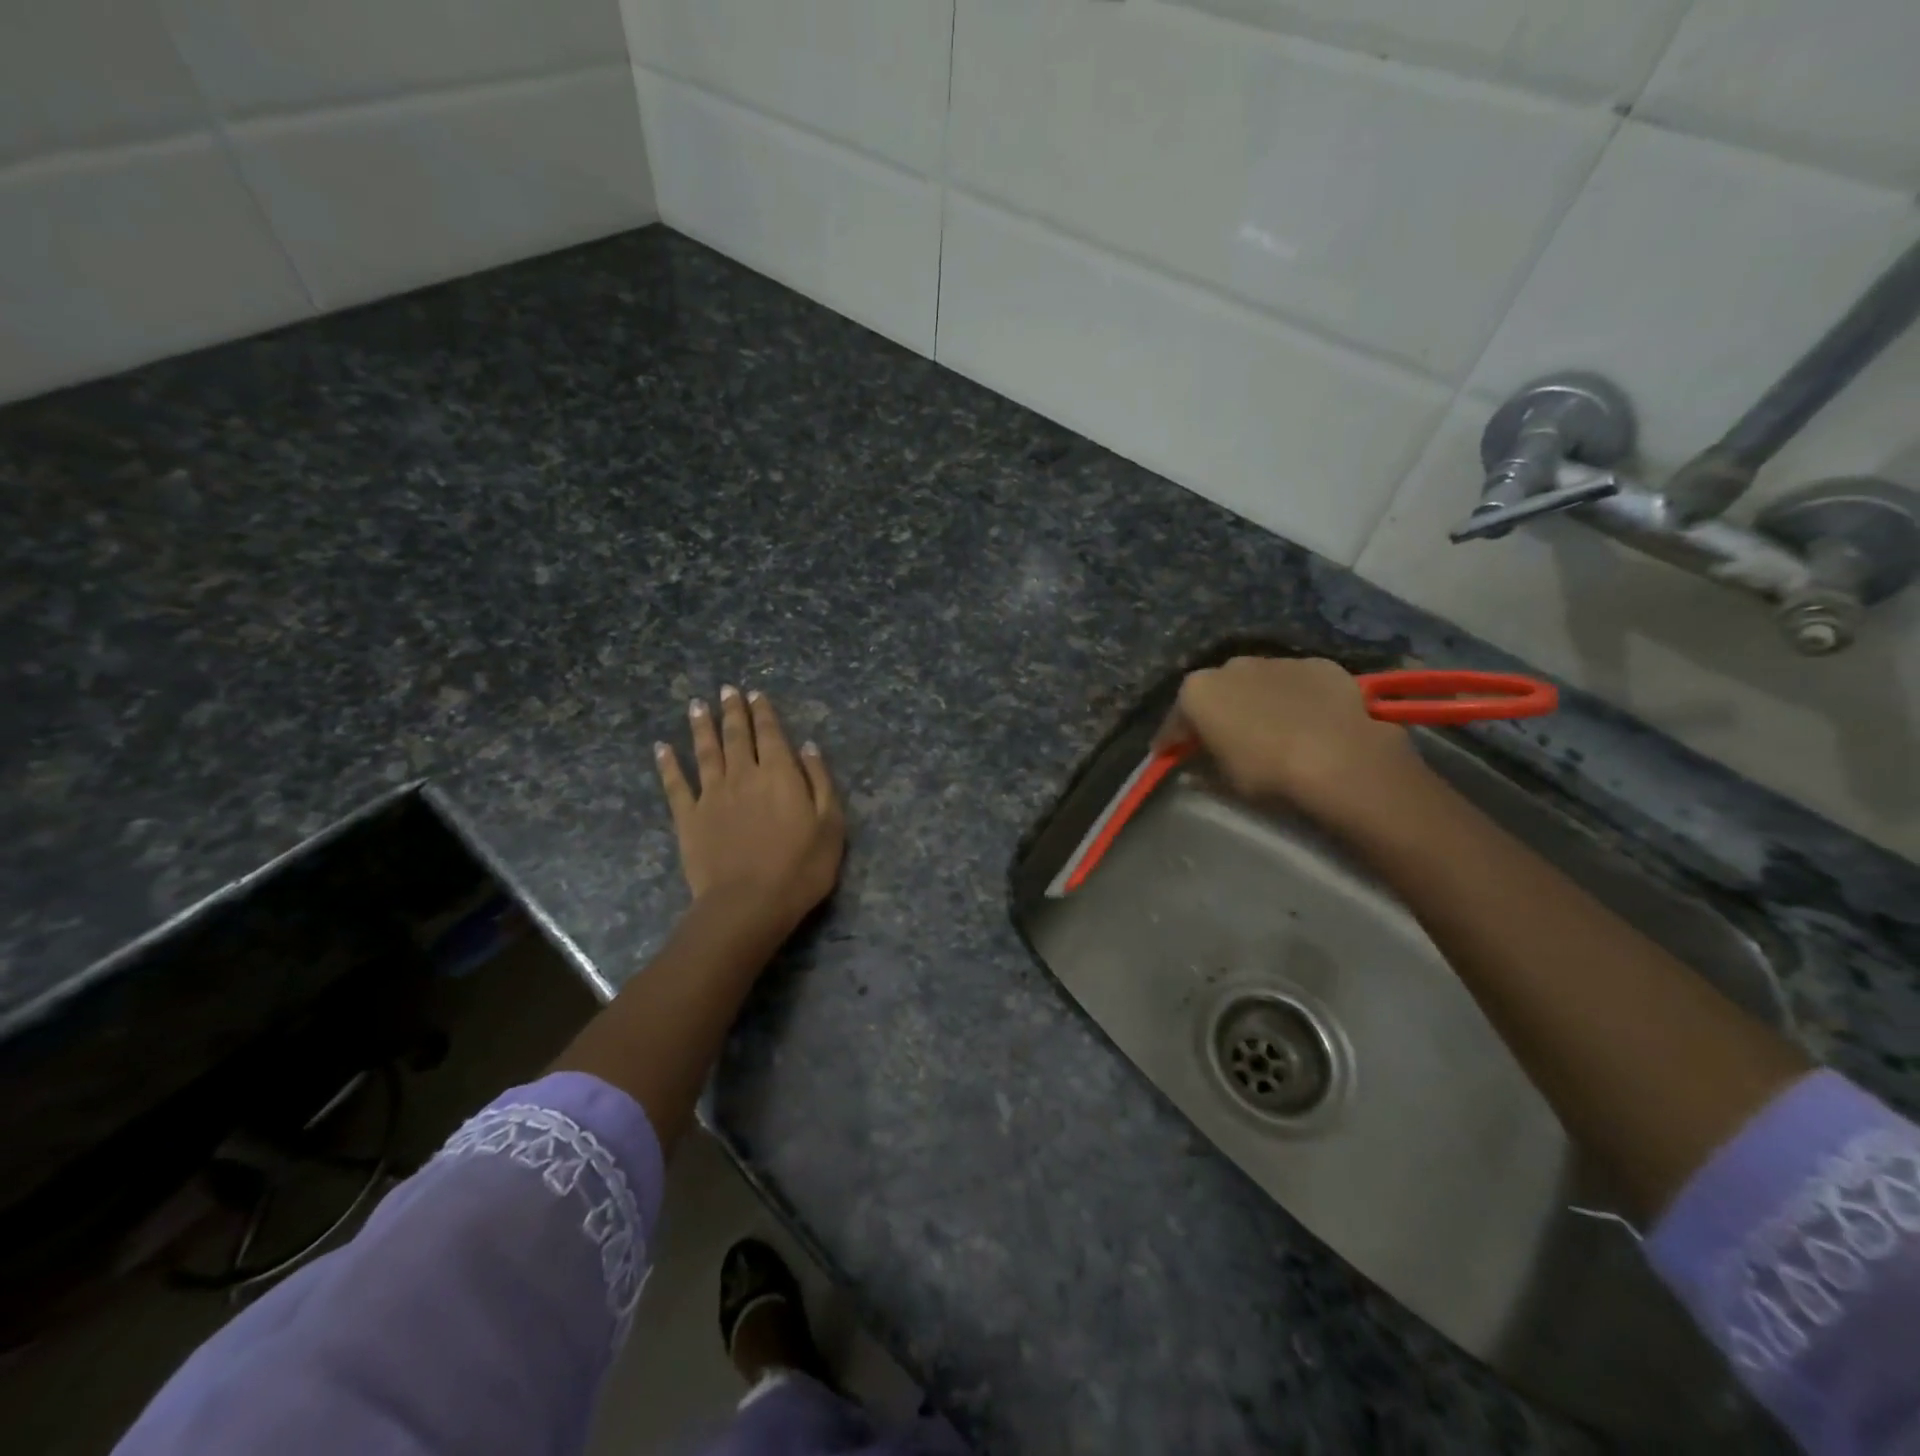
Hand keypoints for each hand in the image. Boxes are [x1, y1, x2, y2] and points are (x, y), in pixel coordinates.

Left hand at [655, 686, 845, 935]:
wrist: (748, 903)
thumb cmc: (800, 867)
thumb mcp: (830, 824)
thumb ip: (820, 781)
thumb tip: (807, 746)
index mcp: (779, 773)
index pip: (770, 733)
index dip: (763, 712)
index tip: (755, 694)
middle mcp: (743, 774)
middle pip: (736, 735)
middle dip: (732, 710)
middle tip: (726, 690)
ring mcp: (711, 795)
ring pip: (705, 751)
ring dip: (701, 727)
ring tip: (697, 706)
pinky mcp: (688, 817)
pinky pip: (675, 784)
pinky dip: (668, 764)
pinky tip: (662, 749)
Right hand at [1158, 656, 1423, 821]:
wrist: (1339, 758)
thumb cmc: (1266, 772)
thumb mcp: (1224, 781)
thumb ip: (1204, 769)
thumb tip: (1194, 771)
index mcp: (1197, 691)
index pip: (1175, 720)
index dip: (1172, 741)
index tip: (1170, 755)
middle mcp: (1231, 666)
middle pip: (1217, 692)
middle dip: (1217, 712)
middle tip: (1224, 740)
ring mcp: (1278, 661)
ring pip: (1258, 682)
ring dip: (1258, 701)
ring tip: (1272, 730)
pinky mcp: (1319, 665)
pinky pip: (1297, 683)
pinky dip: (1296, 698)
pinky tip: (1309, 721)